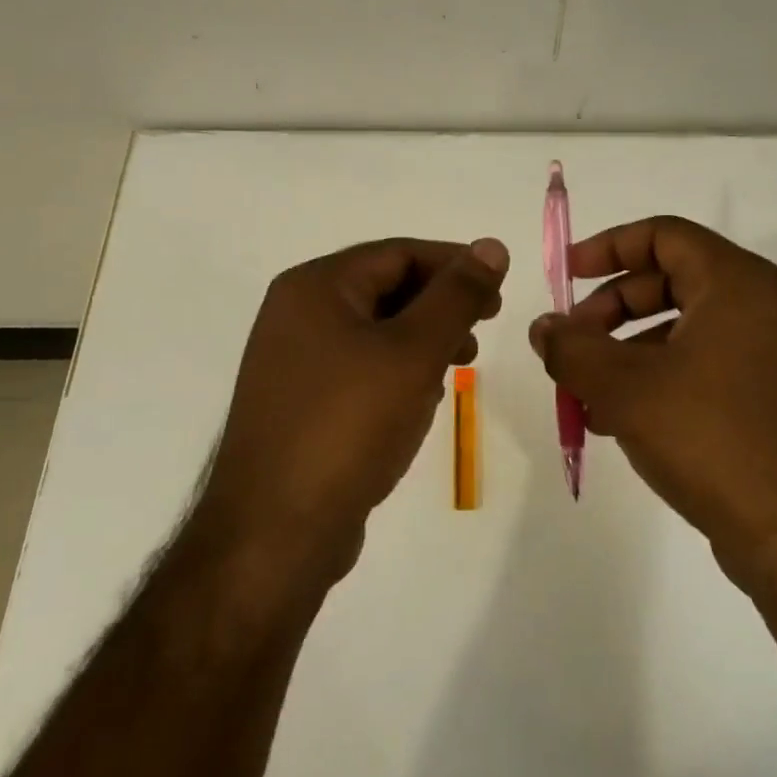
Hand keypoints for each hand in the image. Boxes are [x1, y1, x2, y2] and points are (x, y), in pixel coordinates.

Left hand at [197, 236, 508, 587]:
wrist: (277, 530)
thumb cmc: (349, 426)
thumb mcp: (414, 352)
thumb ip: (456, 296)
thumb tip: (491, 245)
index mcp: (315, 288)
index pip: (398, 253)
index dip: (455, 265)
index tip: (499, 290)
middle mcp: (296, 315)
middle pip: (384, 288)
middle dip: (440, 305)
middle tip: (484, 328)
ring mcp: (293, 362)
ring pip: (374, 331)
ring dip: (423, 339)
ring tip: (461, 364)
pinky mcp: (300, 403)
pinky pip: (359, 369)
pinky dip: (397, 372)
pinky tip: (422, 399)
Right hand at [528, 216, 776, 591]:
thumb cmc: (712, 439)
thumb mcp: (625, 389)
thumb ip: (573, 349)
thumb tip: (544, 327)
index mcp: (737, 285)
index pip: (665, 235)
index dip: (608, 247)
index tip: (567, 275)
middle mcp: (764, 308)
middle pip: (671, 281)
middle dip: (611, 309)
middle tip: (572, 344)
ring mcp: (775, 356)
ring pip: (684, 331)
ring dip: (628, 353)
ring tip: (587, 395)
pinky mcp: (774, 399)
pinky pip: (706, 367)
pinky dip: (660, 380)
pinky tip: (622, 422)